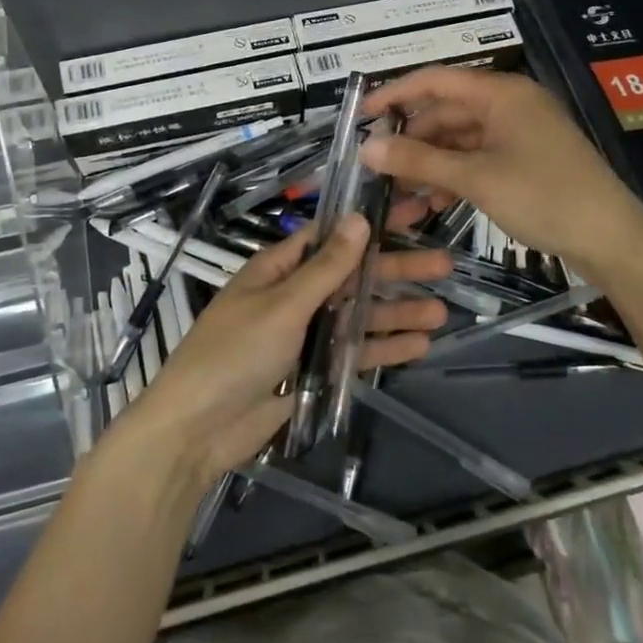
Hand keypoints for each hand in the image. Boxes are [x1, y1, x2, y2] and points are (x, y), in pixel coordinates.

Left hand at [121, 215, 451, 487]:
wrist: (197, 431)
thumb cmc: (233, 354)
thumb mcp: (282, 306)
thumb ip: (325, 269)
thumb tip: (359, 219)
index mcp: (279, 269)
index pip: (333, 236)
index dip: (372, 223)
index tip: (411, 211)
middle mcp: (295, 296)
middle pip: (353, 276)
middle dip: (396, 269)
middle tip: (445, 264)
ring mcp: (305, 334)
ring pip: (359, 315)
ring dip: (397, 311)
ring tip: (442, 312)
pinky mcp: (312, 371)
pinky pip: (353, 353)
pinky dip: (383, 348)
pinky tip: (419, 345)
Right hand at [361, 66, 642, 272]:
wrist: (613, 239)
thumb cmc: (544, 196)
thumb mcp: (476, 178)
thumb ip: (419, 161)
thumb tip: (367, 148)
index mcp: (500, 93)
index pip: (434, 81)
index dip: (394, 94)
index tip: (360, 117)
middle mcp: (509, 104)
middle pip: (446, 113)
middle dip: (411, 142)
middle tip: (377, 169)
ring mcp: (520, 133)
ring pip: (460, 140)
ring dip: (430, 165)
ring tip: (400, 196)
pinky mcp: (526, 159)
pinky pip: (478, 158)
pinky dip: (454, 176)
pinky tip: (433, 203)